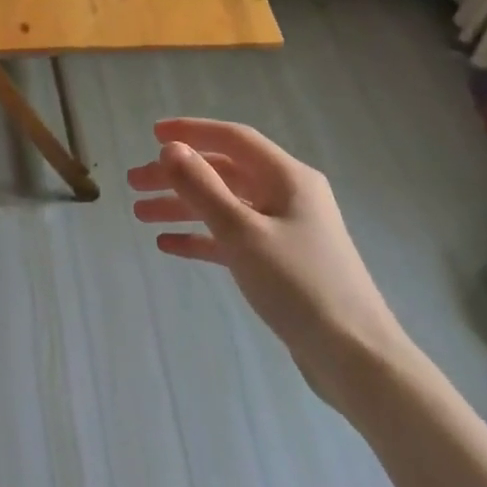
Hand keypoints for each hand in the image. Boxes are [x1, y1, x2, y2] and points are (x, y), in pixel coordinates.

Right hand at [128, 118, 411, 406]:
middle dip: (177, 175)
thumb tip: (170, 149)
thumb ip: (202, 188)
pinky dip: (201, 237)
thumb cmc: (298, 284)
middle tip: (133, 184)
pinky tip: (168, 246)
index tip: (151, 133)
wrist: (353, 355)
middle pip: (223, 172)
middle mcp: (287, 195)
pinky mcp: (279, 262)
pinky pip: (231, 238)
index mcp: (287, 178)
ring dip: (183, 206)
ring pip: (224, 206)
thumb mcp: (242, 232)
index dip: (192, 132)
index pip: (233, 139)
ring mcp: (284, 229)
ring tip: (140, 215)